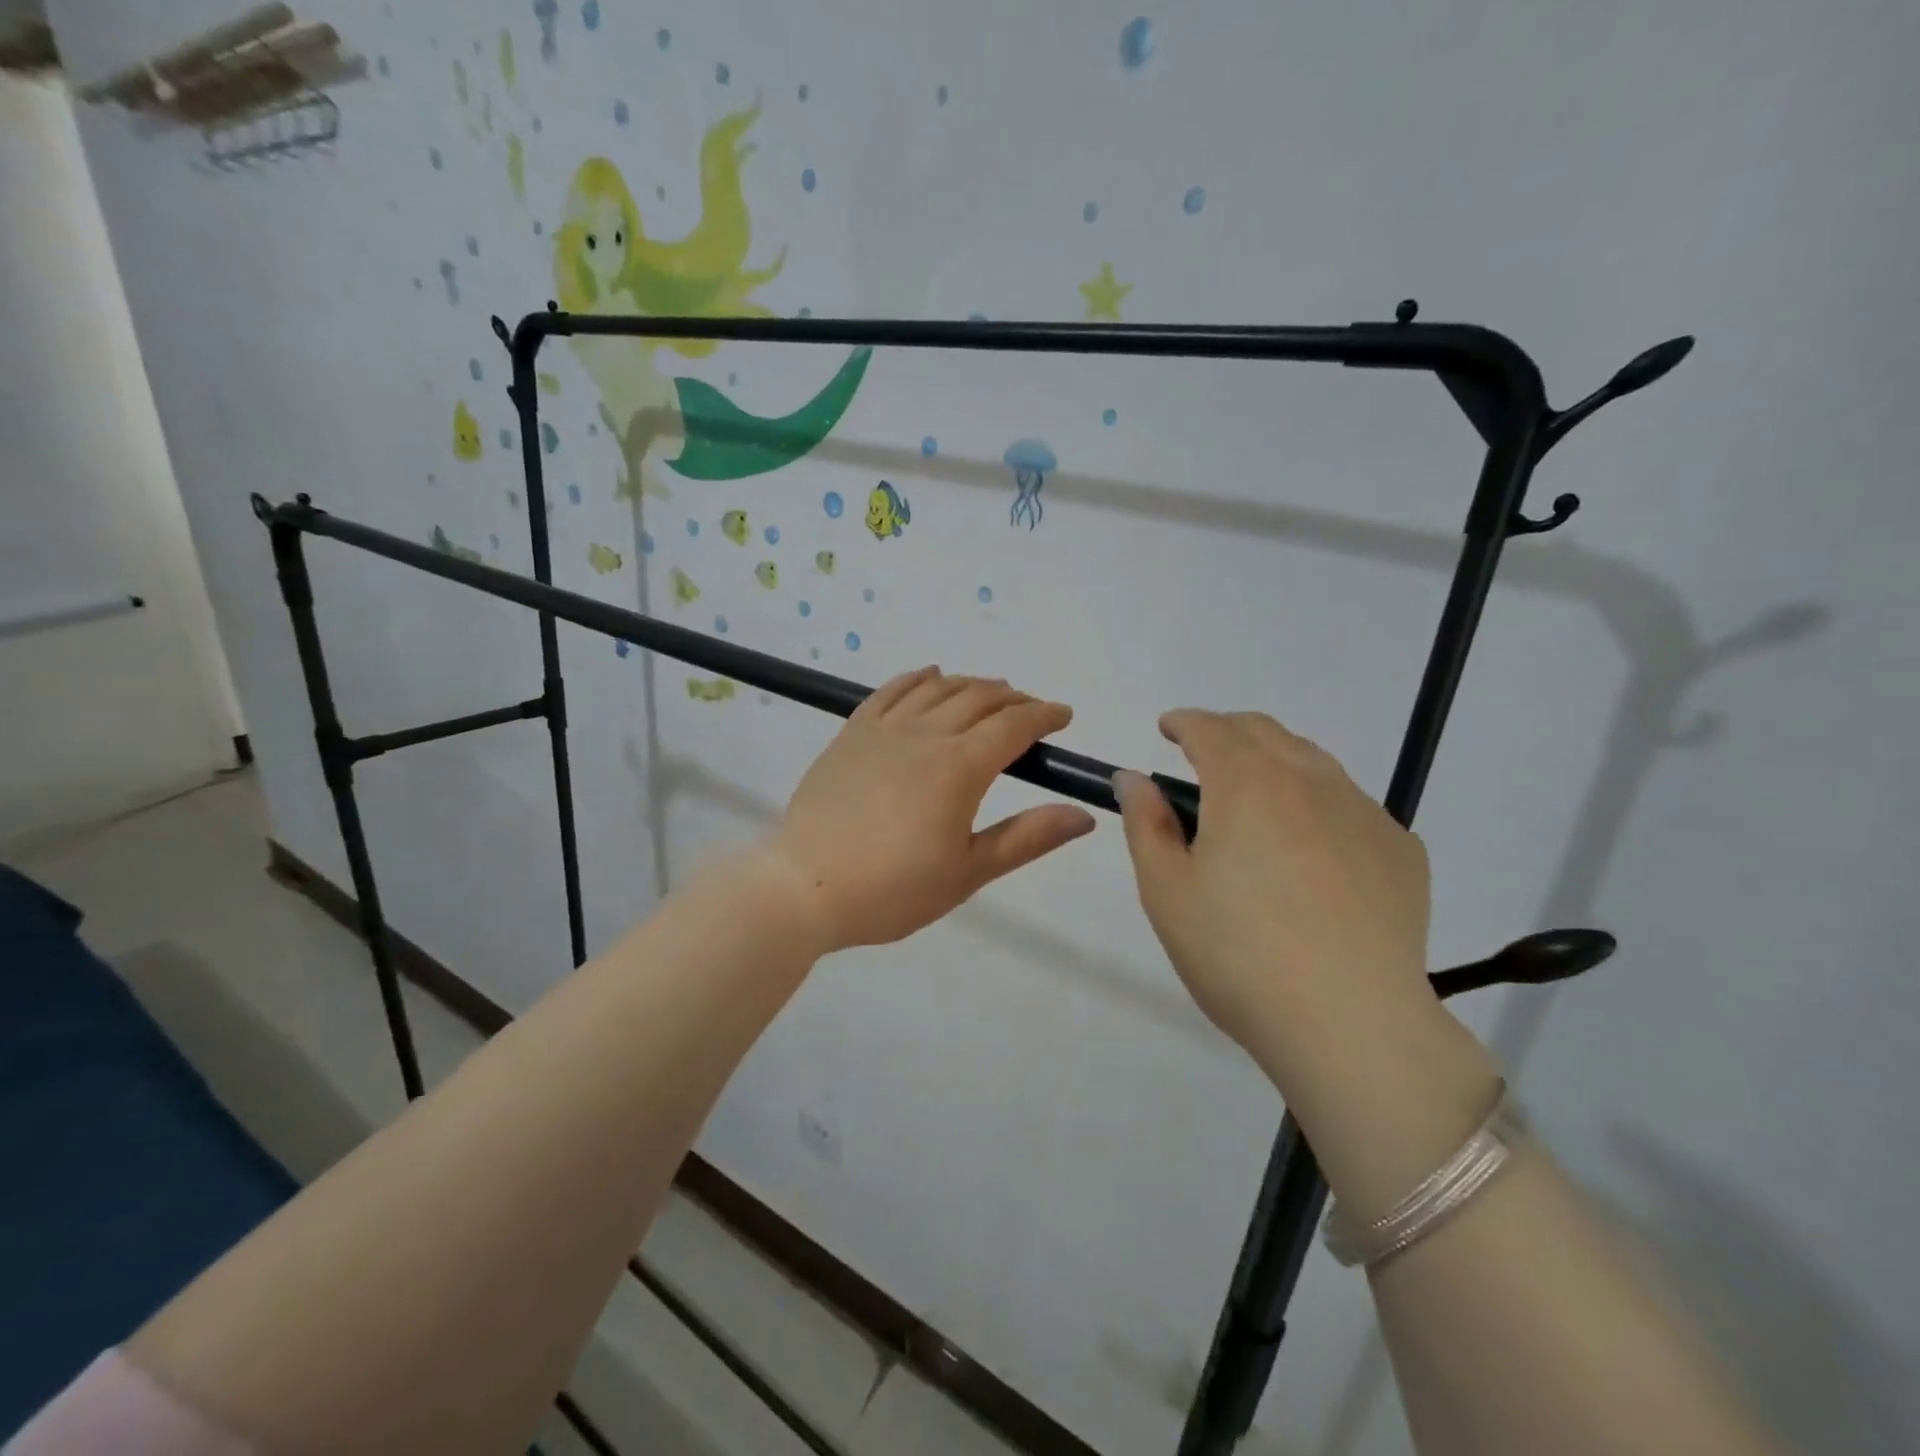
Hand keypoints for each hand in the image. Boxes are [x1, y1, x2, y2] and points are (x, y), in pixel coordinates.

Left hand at [769, 668, 1096, 951]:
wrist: (803, 886)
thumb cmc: (892, 889)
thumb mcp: (968, 872)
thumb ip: (1027, 838)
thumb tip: (1084, 815)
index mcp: (960, 767)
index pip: (1013, 725)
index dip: (1044, 715)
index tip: (1063, 716)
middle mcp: (925, 734)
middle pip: (979, 698)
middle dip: (1013, 699)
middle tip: (1031, 711)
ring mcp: (884, 729)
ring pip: (938, 688)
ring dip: (971, 684)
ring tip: (989, 693)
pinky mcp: (852, 733)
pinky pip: (891, 690)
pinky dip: (918, 677)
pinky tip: (930, 676)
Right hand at [1115, 711, 1432, 1061]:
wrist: (1350, 1023)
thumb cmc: (1236, 953)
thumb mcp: (1166, 890)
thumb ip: (1146, 823)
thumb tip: (1134, 777)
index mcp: (1246, 783)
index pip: (1209, 728)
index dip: (1182, 722)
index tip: (1167, 730)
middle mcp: (1310, 780)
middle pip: (1264, 732)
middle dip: (1227, 732)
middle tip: (1203, 760)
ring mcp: (1364, 813)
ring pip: (1312, 762)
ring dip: (1275, 763)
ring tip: (1256, 802)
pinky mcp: (1402, 850)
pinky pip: (1350, 806)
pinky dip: (1318, 806)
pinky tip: (1311, 854)